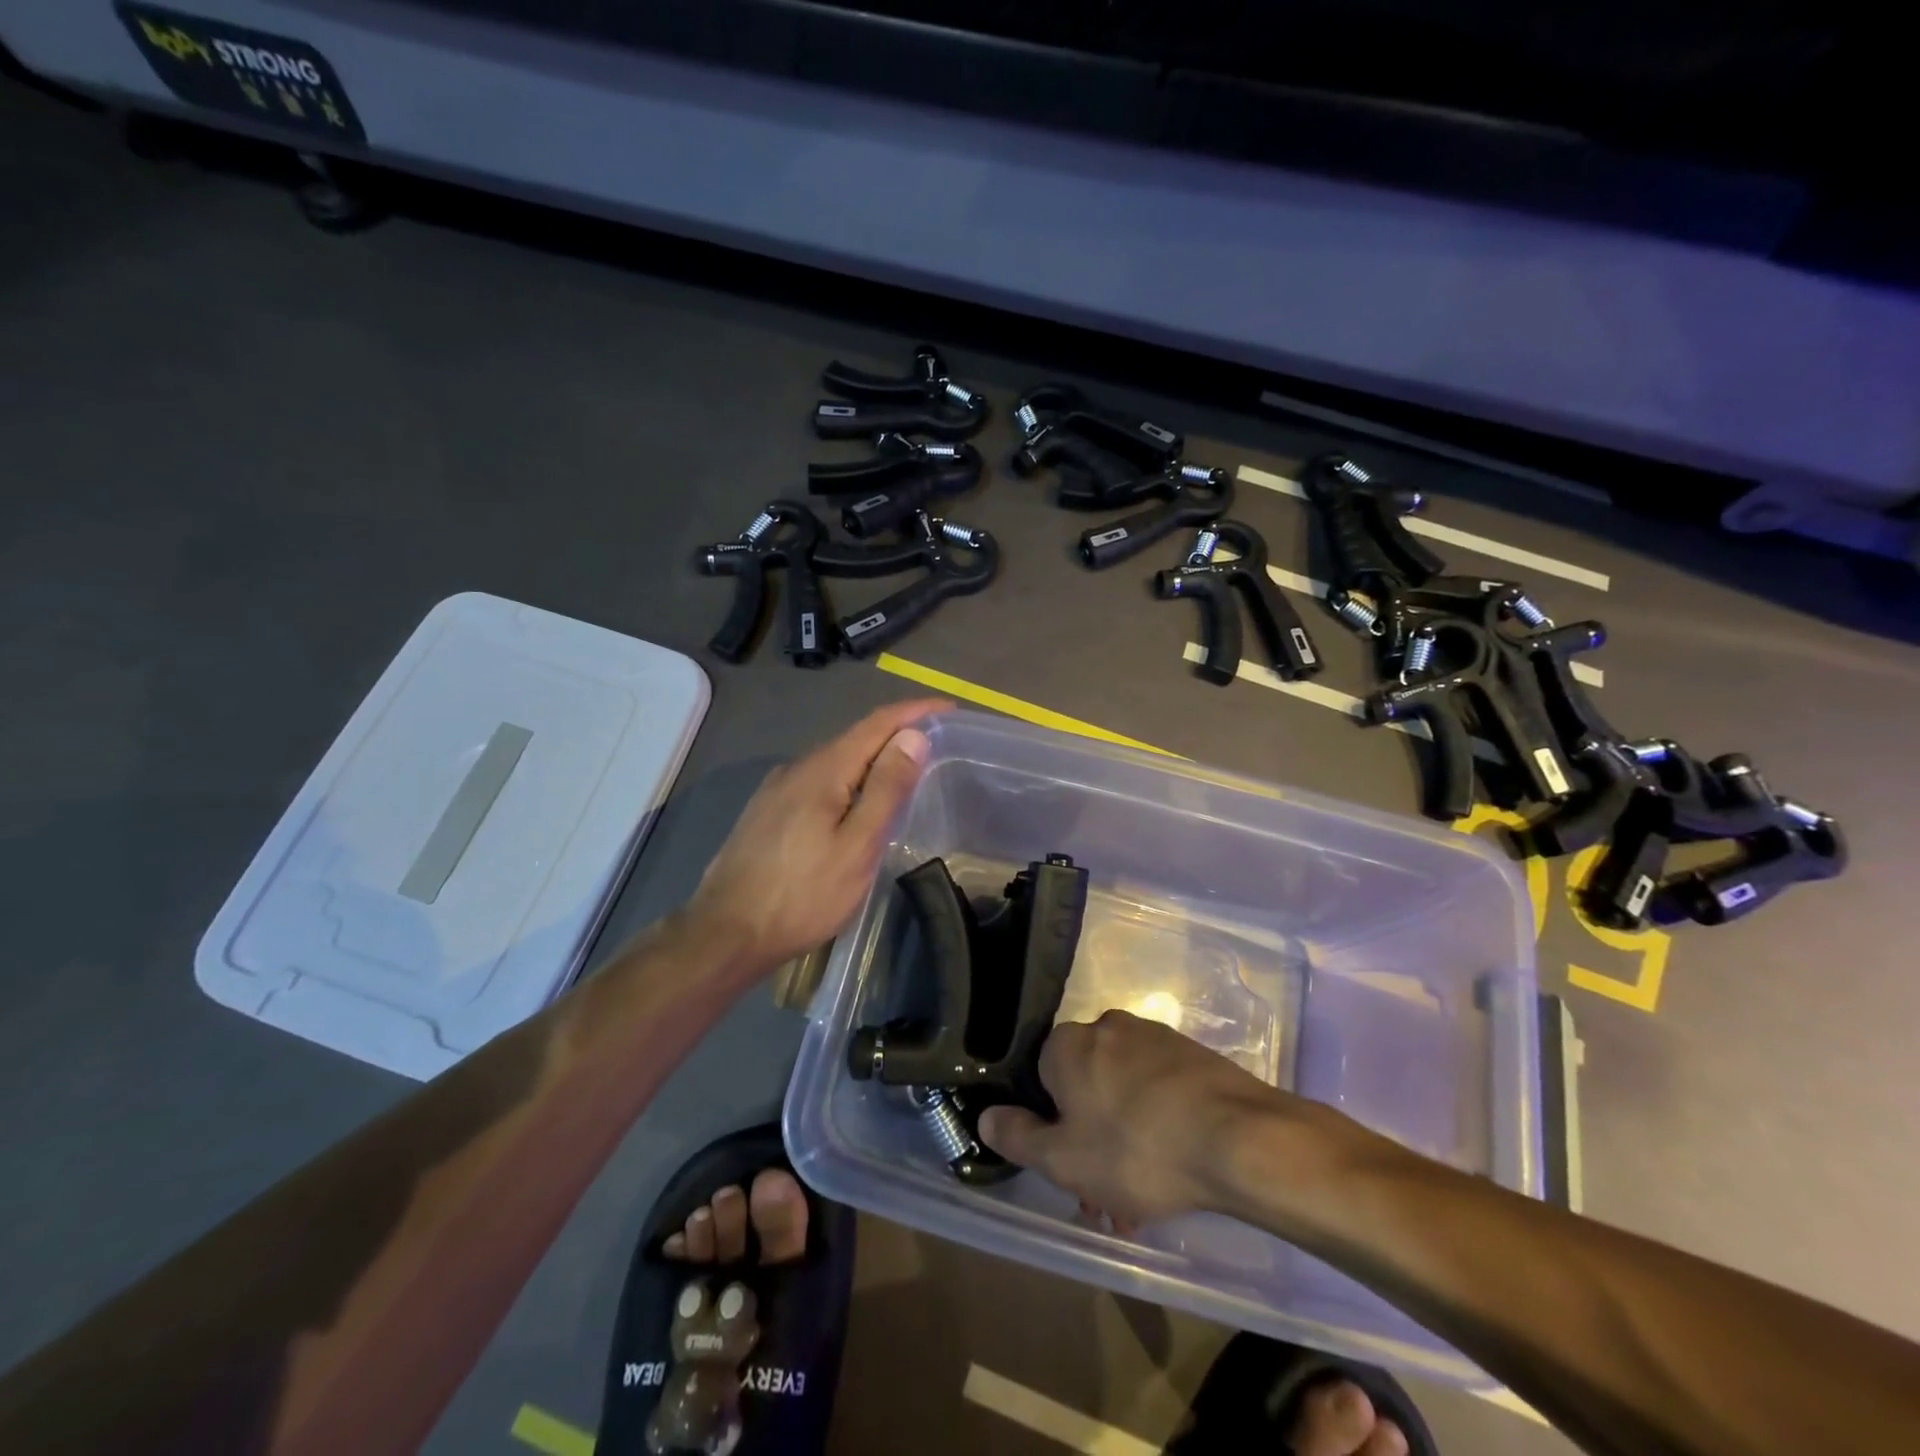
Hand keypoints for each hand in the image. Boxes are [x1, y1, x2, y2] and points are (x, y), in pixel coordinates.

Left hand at [686, 698, 950, 973]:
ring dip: (872, 757)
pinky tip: (857, 800)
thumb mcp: (857, 846)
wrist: (726, 932)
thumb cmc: (802, 895)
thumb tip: (913, 736)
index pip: (877, 723)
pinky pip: (819, 780)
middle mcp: (798, 768)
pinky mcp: (768, 811)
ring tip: (905, 770)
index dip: (915, 711)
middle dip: (897, 732)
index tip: (948, 708)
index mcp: (823, 770)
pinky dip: (849, 778)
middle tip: (936, 742)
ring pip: (835, 760)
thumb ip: (886, 789)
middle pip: (855, 737)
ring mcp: (778, 789)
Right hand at [979, 1010, 1284, 1227]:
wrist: (1239, 1138)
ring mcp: (1155, 1037)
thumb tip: (986, 1116)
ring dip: (1125, 1140)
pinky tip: (1176, 1169)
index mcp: (1069, 1043)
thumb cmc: (1137, 1148)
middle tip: (1107, 1196)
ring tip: (1146, 1196)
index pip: (1041, 1078)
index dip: (1050, 1127)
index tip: (1068, 1169)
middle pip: (1084, 1087)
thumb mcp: (1063, 1159)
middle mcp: (1108, 1027)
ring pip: (1123, 1093)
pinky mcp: (1192, 1055)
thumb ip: (1017, 1137)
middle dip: (1090, 1140)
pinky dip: (1158, 1125)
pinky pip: (1159, 1091)